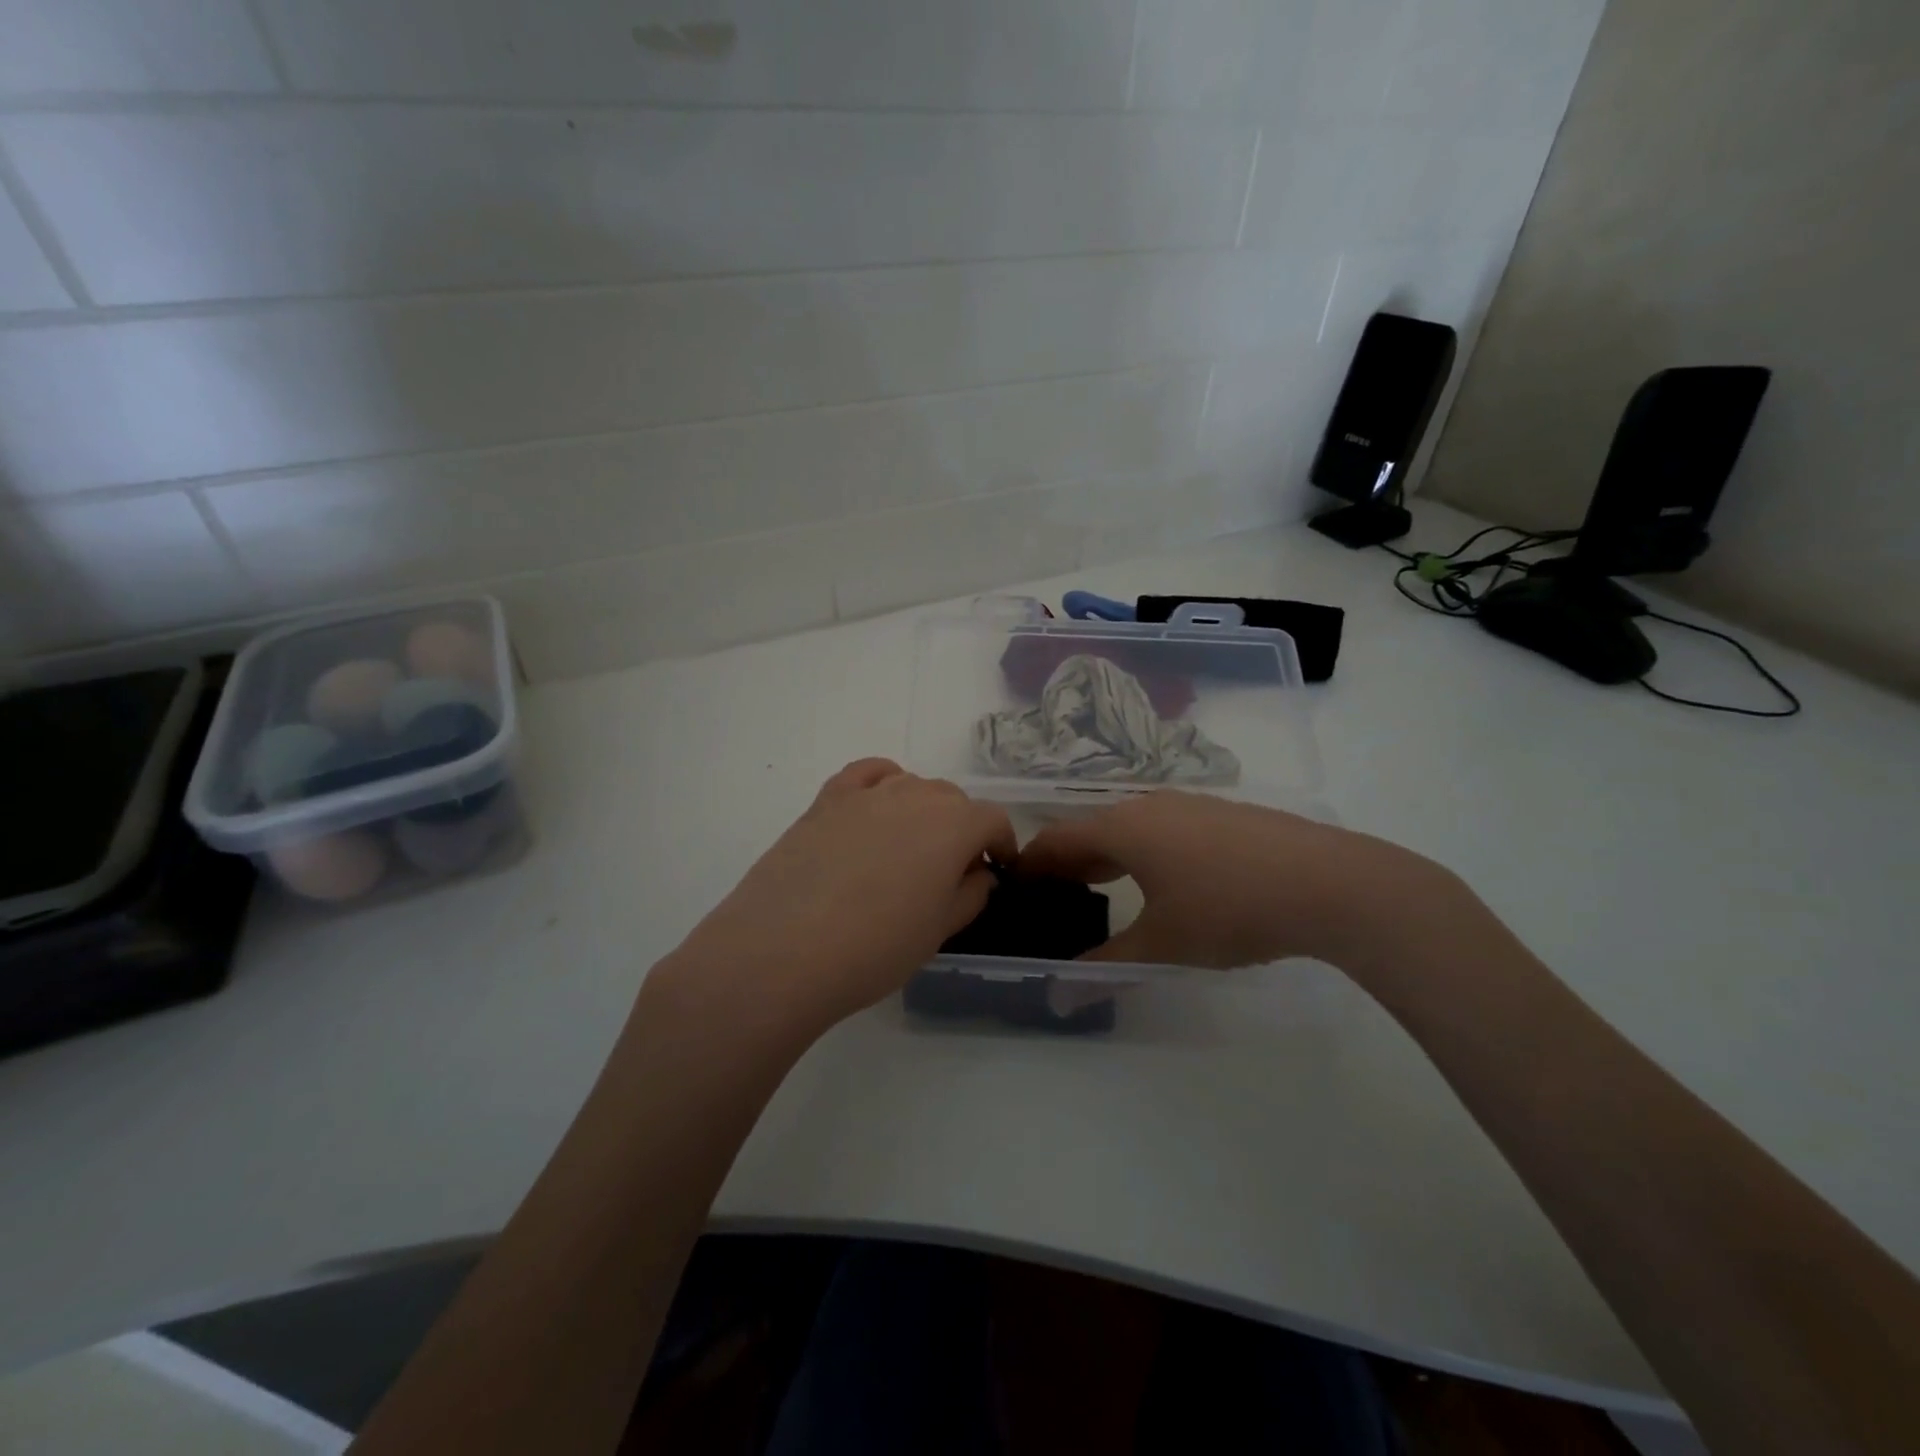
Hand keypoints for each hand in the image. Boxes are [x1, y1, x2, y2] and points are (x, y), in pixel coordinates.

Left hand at [665, 759, 1016, 1031]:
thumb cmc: (875, 948)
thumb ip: (970, 895)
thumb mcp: (939, 930)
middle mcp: (914, 796)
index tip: (997, 870)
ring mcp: (866, 794)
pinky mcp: (826, 800)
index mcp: (953, 825)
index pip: (992, 820)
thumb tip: (979, 873)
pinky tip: (878, 805)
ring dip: (924, 810)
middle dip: (963, 828)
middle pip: (953, 799)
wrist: (782, 951)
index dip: (1001, 844)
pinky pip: (866, 774)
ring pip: (911, 785)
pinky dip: (883, 781)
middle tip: (952, 871)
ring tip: (911, 849)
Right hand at [1018, 791, 1461, 970]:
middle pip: (1090, 829)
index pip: (1056, 840)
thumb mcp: (1162, 945)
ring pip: (1129, 826)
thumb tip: (1058, 996)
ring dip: (1106, 855)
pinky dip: (1142, 850)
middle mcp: (1148, 805)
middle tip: (1054, 898)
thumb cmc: (1230, 909)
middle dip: (1067, 862)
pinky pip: (1162, 827)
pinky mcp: (1221, 814)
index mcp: (1122, 828)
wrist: (1329, 882)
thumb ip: (1105, 966)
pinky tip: (1163, 880)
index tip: (1015, 888)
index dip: (1031, 864)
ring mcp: (1188, 805)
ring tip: (1101, 889)